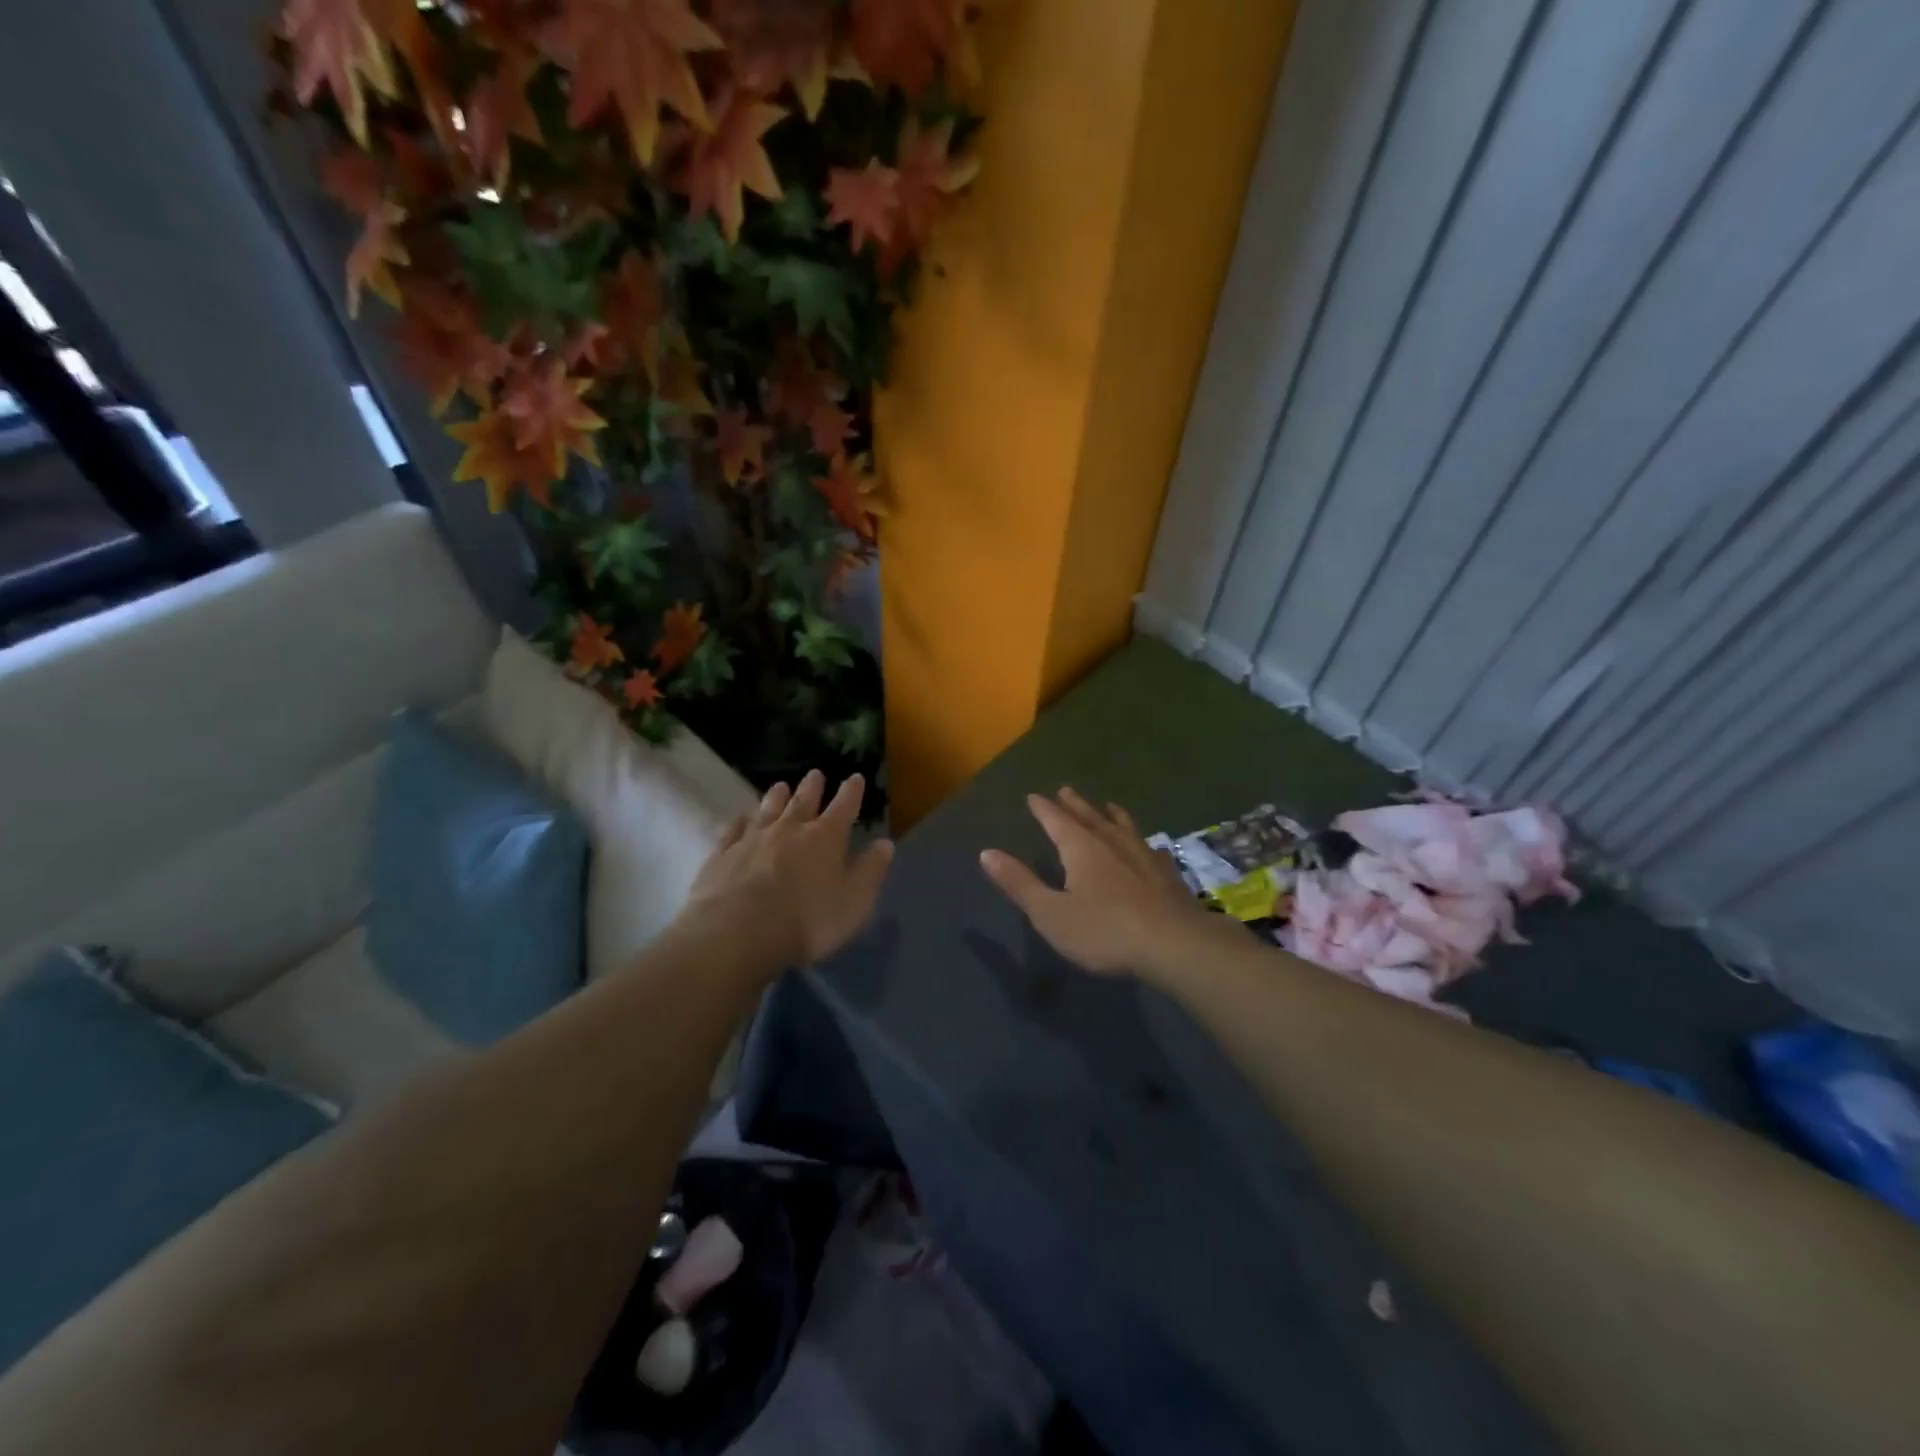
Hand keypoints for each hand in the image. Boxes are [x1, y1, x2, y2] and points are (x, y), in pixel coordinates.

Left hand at [685, 769, 893, 968]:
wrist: (738, 933)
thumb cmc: (807, 920)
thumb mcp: (854, 901)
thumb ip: (871, 870)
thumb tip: (885, 843)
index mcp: (825, 837)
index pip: (844, 807)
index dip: (852, 792)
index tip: (855, 777)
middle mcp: (789, 829)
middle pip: (803, 801)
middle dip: (812, 787)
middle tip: (815, 773)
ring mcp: (752, 840)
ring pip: (767, 810)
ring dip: (775, 797)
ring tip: (780, 785)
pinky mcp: (722, 856)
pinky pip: (732, 831)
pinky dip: (739, 822)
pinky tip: (740, 818)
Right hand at [980, 787, 1230, 979]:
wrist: (1175, 945)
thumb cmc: (1105, 931)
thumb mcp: (1050, 914)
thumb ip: (1019, 883)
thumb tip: (987, 853)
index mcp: (1081, 849)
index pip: (1056, 821)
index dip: (1043, 809)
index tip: (1034, 796)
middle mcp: (1112, 843)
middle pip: (1090, 817)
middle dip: (1075, 805)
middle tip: (1066, 790)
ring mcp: (1144, 856)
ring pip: (1123, 827)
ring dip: (1110, 815)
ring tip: (1107, 806)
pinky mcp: (1167, 875)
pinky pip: (1150, 848)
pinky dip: (1142, 841)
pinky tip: (1150, 846)